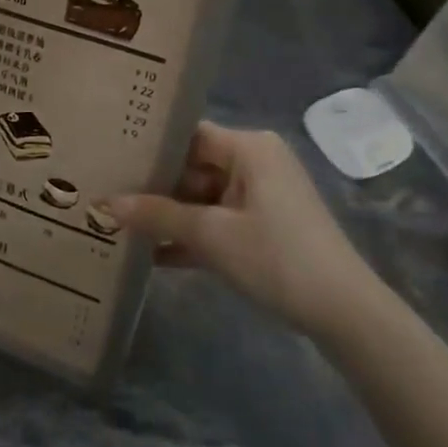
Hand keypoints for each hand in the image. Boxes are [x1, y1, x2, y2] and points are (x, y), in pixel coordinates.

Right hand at [109, 122, 381, 337]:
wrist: (342, 311)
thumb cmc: (276, 257)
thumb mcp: (211, 236)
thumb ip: (157, 216)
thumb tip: (105, 203)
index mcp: (249, 148)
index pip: (189, 135)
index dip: (150, 147)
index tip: (110, 158)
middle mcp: (255, 163)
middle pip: (192, 167)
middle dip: (153, 188)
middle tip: (106, 195)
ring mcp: (260, 196)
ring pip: (202, 198)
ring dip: (168, 217)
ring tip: (118, 225)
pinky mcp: (262, 226)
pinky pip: (217, 221)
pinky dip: (191, 236)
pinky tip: (150, 256)